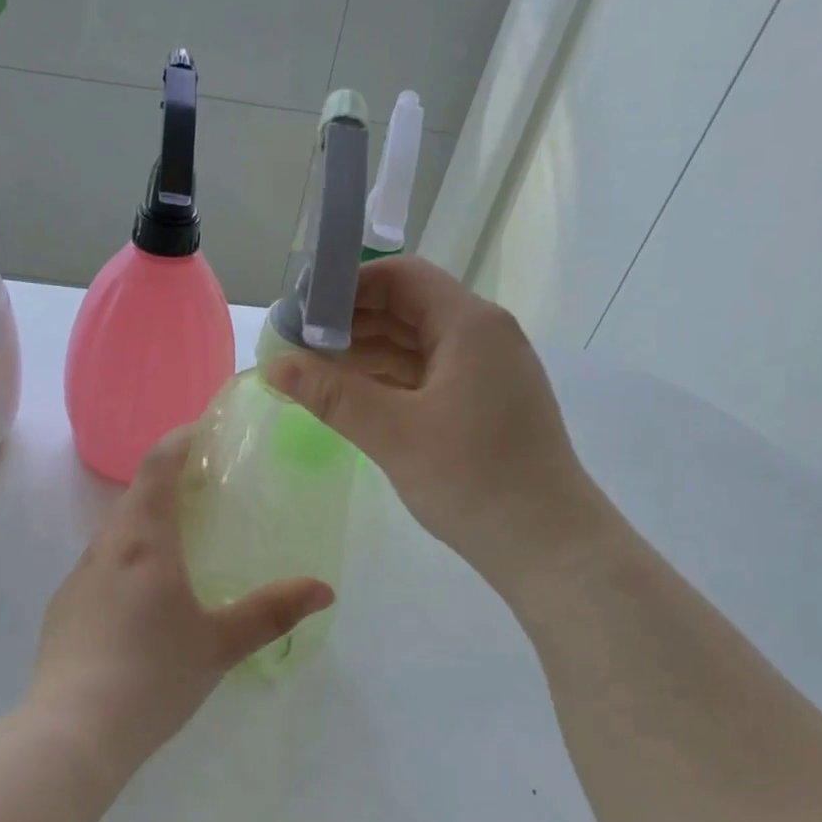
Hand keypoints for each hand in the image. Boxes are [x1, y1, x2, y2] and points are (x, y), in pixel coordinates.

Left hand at [27, 427, 334, 776]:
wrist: (73, 731)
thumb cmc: (153, 676)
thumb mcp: (220, 645)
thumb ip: (272, 613)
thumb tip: (324, 589)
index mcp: (144, 542)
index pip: (157, 467)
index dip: (180, 441)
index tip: (205, 433)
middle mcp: (106, 548)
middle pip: (136, 496)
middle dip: (169, 482)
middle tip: (207, 490)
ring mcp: (78, 578)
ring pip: (116, 532)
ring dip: (146, 522)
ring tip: (181, 543)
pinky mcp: (63, 608)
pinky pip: (100, 566)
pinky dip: (127, 559)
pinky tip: (144, 599)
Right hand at [266, 257, 614, 594]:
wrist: (548, 545)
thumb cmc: (473, 478)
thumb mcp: (393, 433)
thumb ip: (331, 394)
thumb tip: (274, 364)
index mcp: (470, 325)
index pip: (401, 277)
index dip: (347, 287)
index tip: (301, 313)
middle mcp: (483, 337)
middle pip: (408, 308)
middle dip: (350, 323)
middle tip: (297, 347)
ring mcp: (487, 372)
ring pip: (417, 344)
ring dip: (367, 353)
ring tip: (314, 373)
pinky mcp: (485, 404)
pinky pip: (428, 375)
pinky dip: (390, 380)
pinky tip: (352, 397)